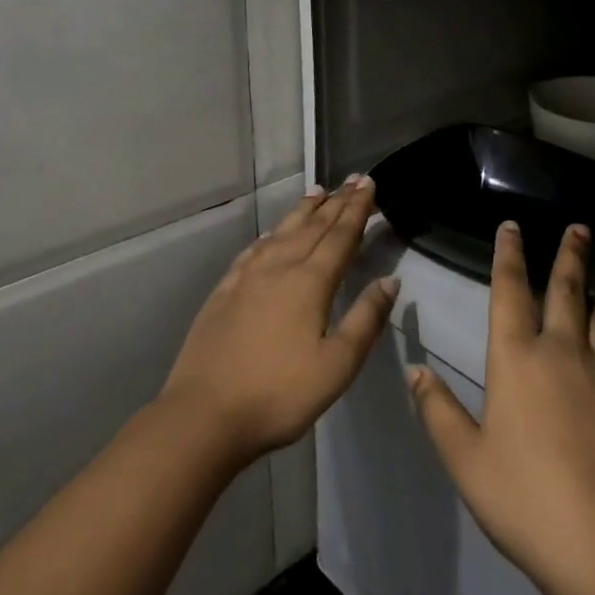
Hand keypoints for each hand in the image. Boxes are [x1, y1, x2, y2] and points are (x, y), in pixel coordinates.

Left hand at [159, 176, 396, 465]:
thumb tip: (389, 280)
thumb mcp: (337, 366)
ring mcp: (247, 277)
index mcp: (310, 283)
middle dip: (336, 202)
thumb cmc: (279, 395)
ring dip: (303, 210)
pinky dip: (269, 235)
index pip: (340, 236)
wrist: (204, 415)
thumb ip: (366, 319)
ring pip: (282, 232)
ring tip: (318, 191)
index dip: (357, 209)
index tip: (369, 184)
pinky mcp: (224, 291)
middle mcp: (279, 268)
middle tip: (353, 179)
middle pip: (313, 227)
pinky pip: (253, 251)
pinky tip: (271, 234)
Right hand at [408, 221, 594, 594]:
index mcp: (517, 359)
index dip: (509, 255)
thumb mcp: (466, 461)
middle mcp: (565, 352)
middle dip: (568, 255)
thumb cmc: (526, 502)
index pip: (509, 291)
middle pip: (566, 290)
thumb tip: (415, 369)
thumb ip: (437, 411)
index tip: (513, 226)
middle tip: (578, 227)